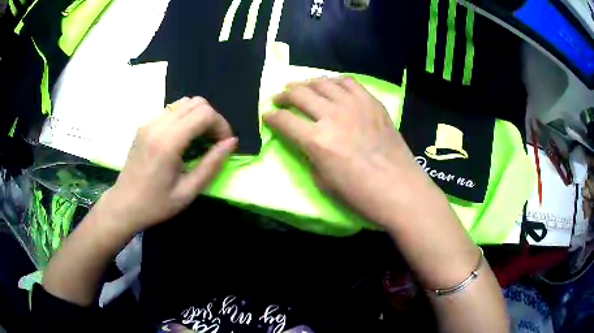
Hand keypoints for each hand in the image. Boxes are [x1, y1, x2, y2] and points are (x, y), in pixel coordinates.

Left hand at [103, 97, 236, 233]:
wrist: (123, 205)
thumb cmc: (156, 204)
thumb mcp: (188, 191)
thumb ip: (211, 165)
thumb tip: (231, 142)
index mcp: (168, 142)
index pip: (204, 114)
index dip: (221, 125)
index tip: (224, 144)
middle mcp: (157, 125)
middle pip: (196, 103)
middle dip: (212, 119)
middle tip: (213, 142)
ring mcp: (149, 122)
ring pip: (184, 102)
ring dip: (198, 116)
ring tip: (199, 139)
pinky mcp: (144, 125)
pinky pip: (171, 110)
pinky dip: (184, 118)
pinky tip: (183, 138)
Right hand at [264, 77, 434, 228]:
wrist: (399, 188)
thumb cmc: (360, 193)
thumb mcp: (323, 182)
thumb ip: (309, 156)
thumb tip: (304, 141)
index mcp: (316, 141)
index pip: (284, 120)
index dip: (271, 117)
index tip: (267, 115)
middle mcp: (332, 116)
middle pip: (299, 94)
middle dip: (284, 95)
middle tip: (279, 97)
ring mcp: (354, 105)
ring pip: (322, 83)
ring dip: (306, 83)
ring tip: (301, 87)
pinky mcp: (371, 102)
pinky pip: (348, 82)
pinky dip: (334, 81)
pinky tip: (331, 86)